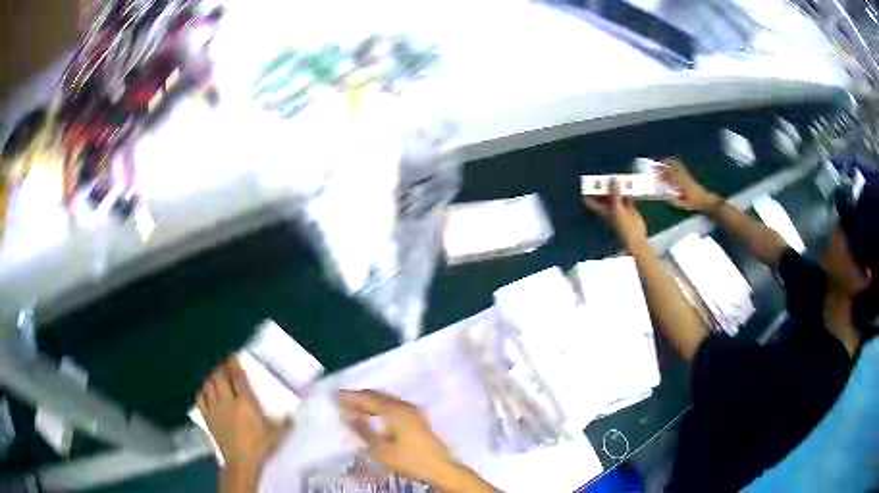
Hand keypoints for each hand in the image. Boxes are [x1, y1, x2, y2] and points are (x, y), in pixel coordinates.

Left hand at [197, 359, 290, 490]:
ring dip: (211, 377)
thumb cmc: (261, 447)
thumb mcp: (277, 433)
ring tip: (216, 376)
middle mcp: (227, 402)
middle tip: (226, 366)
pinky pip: (200, 398)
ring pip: (208, 385)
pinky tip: (206, 391)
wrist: (242, 463)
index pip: (237, 377)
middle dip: (221, 368)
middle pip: (219, 377)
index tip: (234, 357)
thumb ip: (286, 419)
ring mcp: (215, 409)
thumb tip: (296, 410)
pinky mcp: (207, 418)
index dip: (235, 364)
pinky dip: (203, 391)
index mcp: (245, 403)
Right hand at [339, 390, 456, 483]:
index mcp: (394, 410)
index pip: (367, 398)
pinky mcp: (417, 418)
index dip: (351, 397)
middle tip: (343, 401)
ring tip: (355, 407)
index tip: (335, 396)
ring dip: (371, 401)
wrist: (440, 468)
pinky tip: (375, 414)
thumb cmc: (409, 460)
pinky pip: (394, 405)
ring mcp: (413, 411)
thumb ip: (363, 430)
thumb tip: (347, 415)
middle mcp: (404, 405)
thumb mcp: (380, 449)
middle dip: (360, 397)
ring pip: (387, 400)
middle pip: (378, 396)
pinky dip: (381, 406)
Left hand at [584, 178, 646, 245]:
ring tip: (619, 176)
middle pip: (603, 195)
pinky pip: (627, 197)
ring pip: (616, 195)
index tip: (589, 181)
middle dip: (605, 186)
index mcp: (603, 210)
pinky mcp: (629, 208)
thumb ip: (615, 195)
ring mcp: (619, 208)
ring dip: (617, 187)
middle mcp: (609, 208)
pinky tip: (630, 184)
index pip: (590, 201)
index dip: (588, 192)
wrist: (636, 237)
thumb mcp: (617, 209)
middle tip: (607, 175)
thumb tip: (613, 180)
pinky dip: (628, 191)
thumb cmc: (623, 226)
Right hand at [659, 159, 719, 211]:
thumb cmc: (695, 203)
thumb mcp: (685, 206)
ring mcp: (687, 175)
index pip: (670, 177)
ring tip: (664, 159)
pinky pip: (681, 167)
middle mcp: (684, 178)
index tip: (655, 172)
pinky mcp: (689, 176)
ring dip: (670, 162)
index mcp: (682, 185)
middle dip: (665, 166)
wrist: (706, 199)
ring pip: (677, 166)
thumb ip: (675, 202)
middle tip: (657, 164)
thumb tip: (665, 199)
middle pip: (673, 169)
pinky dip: (676, 163)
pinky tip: (674, 160)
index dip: (662, 174)